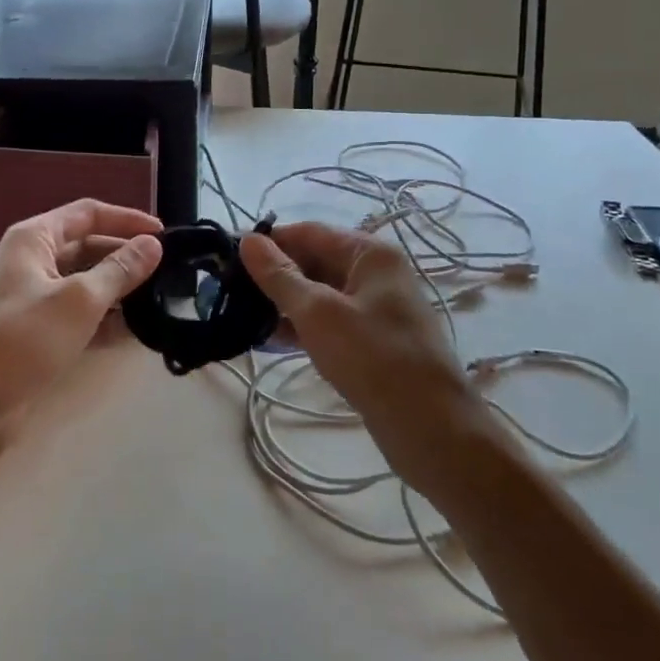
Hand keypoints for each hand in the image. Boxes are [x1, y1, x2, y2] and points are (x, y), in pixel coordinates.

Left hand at [0, 199, 162, 443]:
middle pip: (88, 246)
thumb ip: (120, 270)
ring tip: (160, 299)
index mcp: (35, 238)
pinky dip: (105, 319)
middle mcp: (33, 260)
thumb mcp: (79, 300)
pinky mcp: (38, 331)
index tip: (164, 234)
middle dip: (126, 256)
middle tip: (168, 270)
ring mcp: (34, 297)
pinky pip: (79, 313)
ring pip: (86, 282)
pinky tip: (136, 330)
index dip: (127, 219)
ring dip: (119, 289)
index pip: (88, 214)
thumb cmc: (25, 337)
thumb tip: (153, 244)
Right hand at [241, 222, 483, 499]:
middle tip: (229, 290)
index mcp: (370, 254)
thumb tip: (248, 240)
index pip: (308, 232)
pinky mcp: (374, 340)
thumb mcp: (318, 313)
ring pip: (320, 293)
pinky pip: (330, 320)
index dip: (268, 242)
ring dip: (284, 302)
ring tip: (242, 315)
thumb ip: (279, 276)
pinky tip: (271, 338)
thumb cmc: (373, 358)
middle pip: (315, 260)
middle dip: (274, 274)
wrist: (431, 428)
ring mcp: (377, 308)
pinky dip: (303, 325)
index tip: (227, 257)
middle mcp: (376, 273)